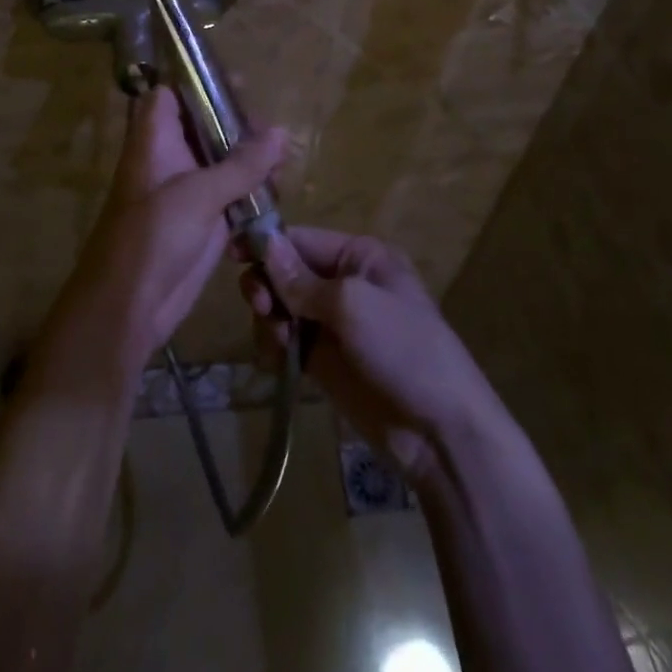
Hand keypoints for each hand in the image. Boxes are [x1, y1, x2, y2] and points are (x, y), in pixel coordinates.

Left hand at [50, 87, 289, 374]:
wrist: (130, 306)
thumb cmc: (152, 237)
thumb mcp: (199, 194)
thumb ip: (242, 164)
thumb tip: (282, 132)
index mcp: (155, 141)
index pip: (169, 95)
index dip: (198, 83)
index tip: (238, 83)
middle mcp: (171, 160)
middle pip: (204, 127)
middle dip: (239, 125)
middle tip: (273, 130)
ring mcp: (187, 191)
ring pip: (222, 162)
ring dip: (251, 161)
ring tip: (285, 161)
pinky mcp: (204, 221)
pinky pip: (231, 196)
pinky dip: (252, 193)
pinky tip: (278, 193)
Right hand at [243, 227, 505, 489]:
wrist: (440, 432)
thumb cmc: (404, 350)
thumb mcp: (353, 305)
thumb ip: (302, 279)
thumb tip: (264, 242)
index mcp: (359, 256)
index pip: (300, 239)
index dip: (266, 245)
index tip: (232, 255)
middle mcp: (343, 282)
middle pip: (285, 272)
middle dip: (267, 287)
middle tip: (261, 308)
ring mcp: (332, 323)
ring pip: (280, 307)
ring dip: (269, 320)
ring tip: (279, 343)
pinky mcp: (323, 360)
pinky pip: (285, 340)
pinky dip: (273, 347)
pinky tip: (277, 363)